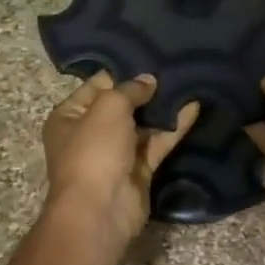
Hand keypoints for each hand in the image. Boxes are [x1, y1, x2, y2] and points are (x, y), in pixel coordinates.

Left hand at [43, 71, 199, 249]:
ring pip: (143, 124)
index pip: (98, 84)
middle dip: (146, 89)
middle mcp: (90, 132)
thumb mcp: (108, 108)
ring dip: (162, 108)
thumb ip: (129, 89)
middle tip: (174, 66)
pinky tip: (194, 107)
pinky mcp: (139, 170)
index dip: (122, 71)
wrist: (100, 210)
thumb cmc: (94, 151)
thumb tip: (148, 80)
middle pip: (122, 104)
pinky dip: (174, 127)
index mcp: (70, 116)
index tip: (150, 55)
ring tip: (188, 82)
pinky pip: (157, 143)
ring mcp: (116, 153)